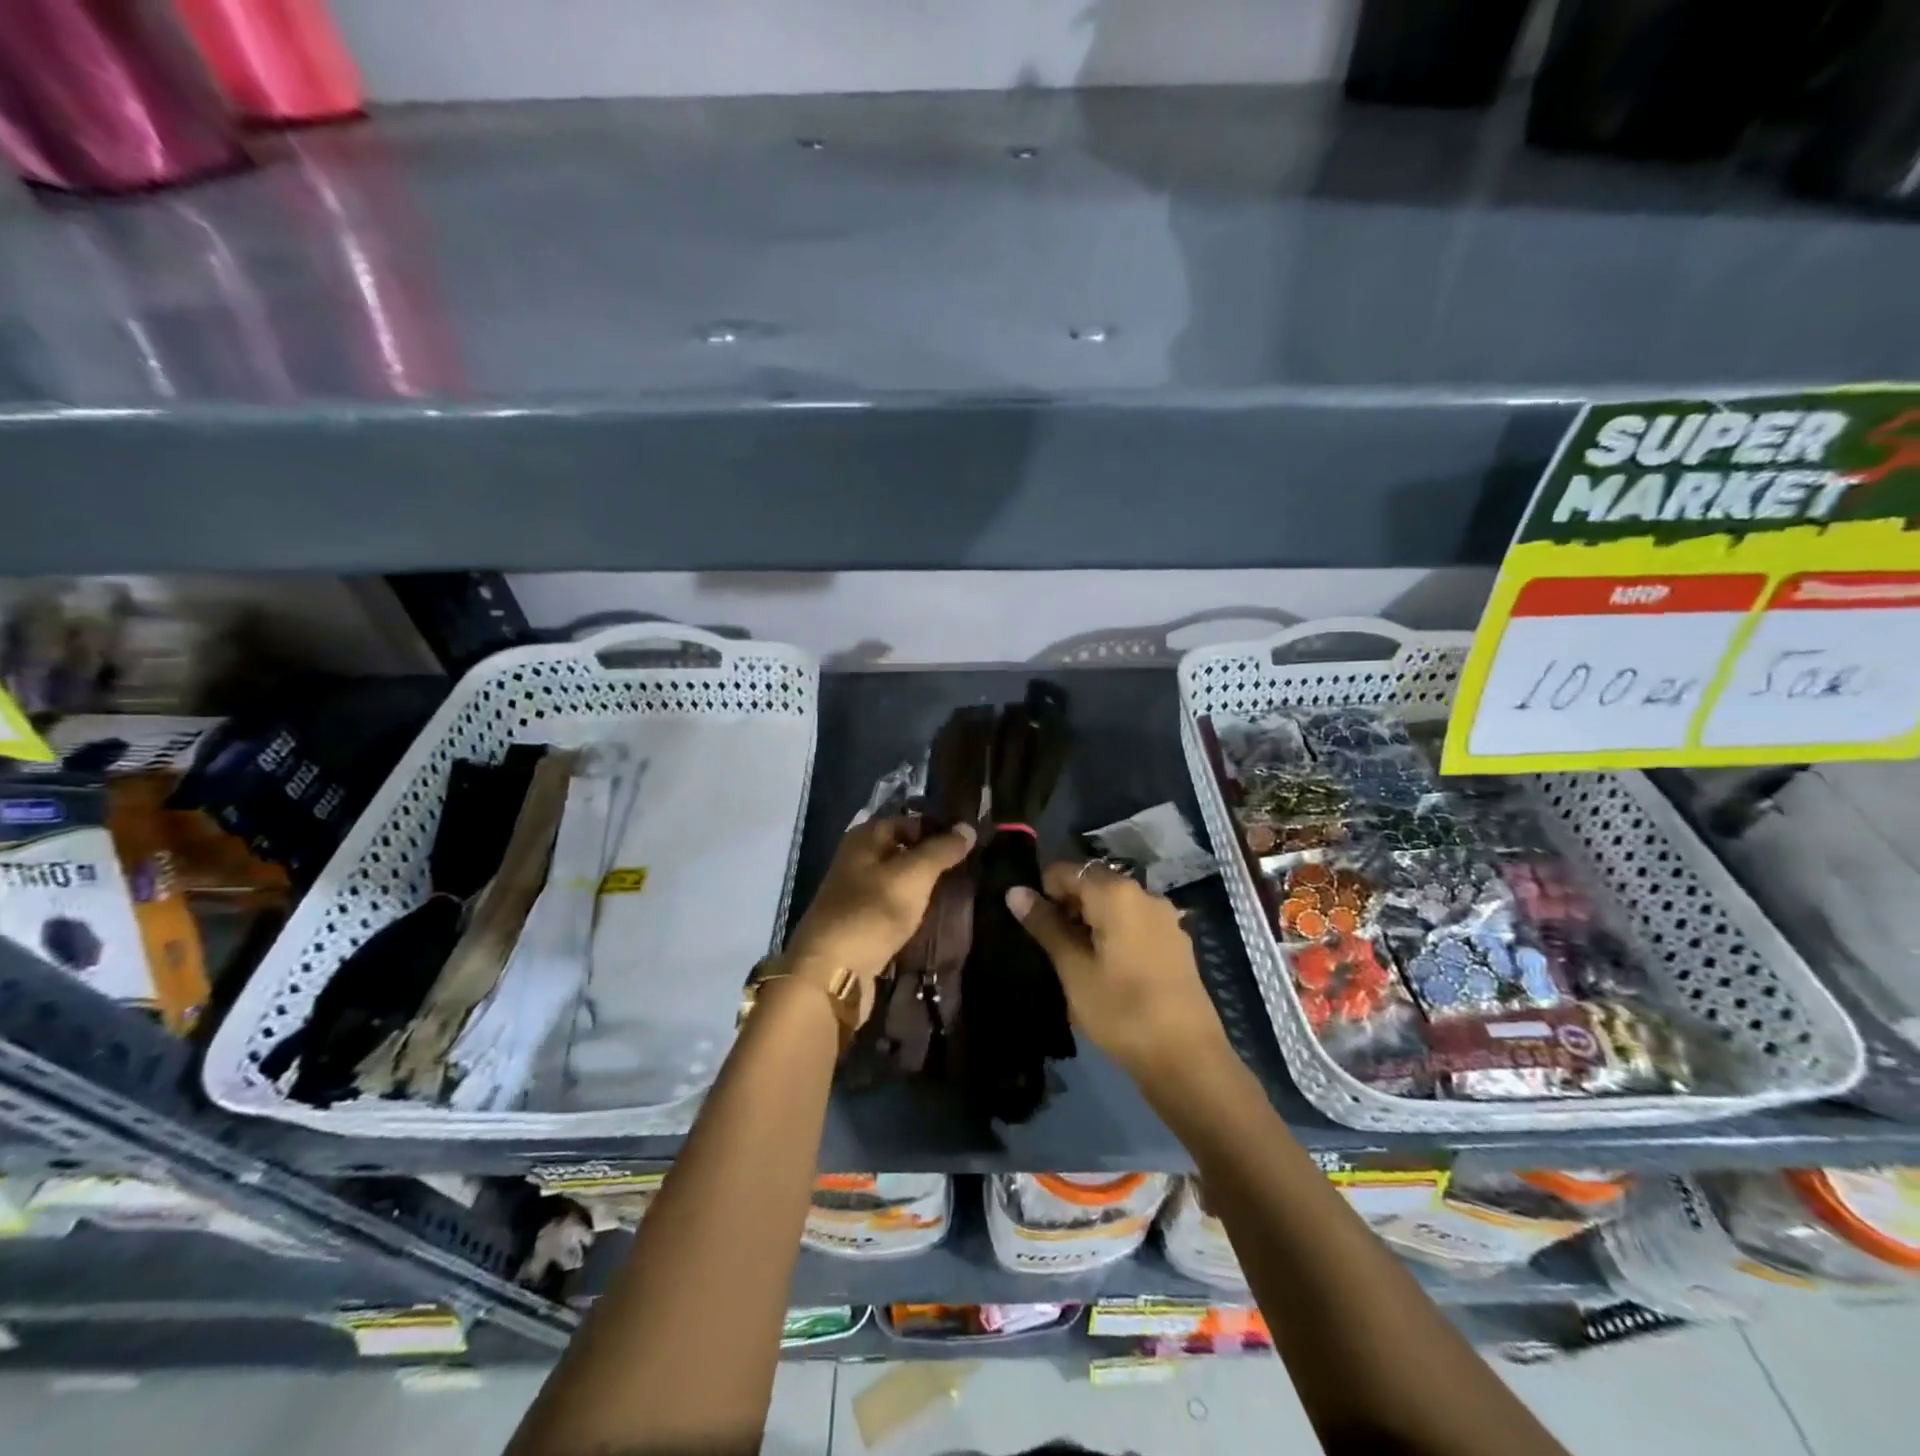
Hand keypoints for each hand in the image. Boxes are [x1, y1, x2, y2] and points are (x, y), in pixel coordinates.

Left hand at [782, 816, 976, 996]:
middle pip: (905, 851)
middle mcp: (858, 858)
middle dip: (935, 860)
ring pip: (900, 880)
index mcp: (865, 837)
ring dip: (925, 888)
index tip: (971, 844)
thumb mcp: (914, 874)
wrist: (831, 971)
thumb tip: (967, 827)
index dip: (940, 829)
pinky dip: (913, 910)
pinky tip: (934, 918)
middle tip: (971, 871)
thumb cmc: (872, 911)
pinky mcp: (861, 922)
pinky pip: (893, 906)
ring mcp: (857, 892)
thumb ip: (941, 850)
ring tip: (959, 895)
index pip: (911, 821)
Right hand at [1006, 862, 1230, 1083]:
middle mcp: (1144, 894)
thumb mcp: (1074, 970)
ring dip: (1090, 921)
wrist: (1187, 1059)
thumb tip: (1015, 891)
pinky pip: (1134, 922)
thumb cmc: (1121, 1011)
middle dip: (1067, 906)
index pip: (1067, 871)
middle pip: (1093, 884)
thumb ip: (1045, 926)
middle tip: (1051, 947)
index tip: (1033, 925)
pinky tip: (1106, 968)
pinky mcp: (1175, 941)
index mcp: (1116, 894)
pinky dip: (1114, 933)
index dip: (1044, 891)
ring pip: (1114, 904)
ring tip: (1076, 961)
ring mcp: (1164, 917)